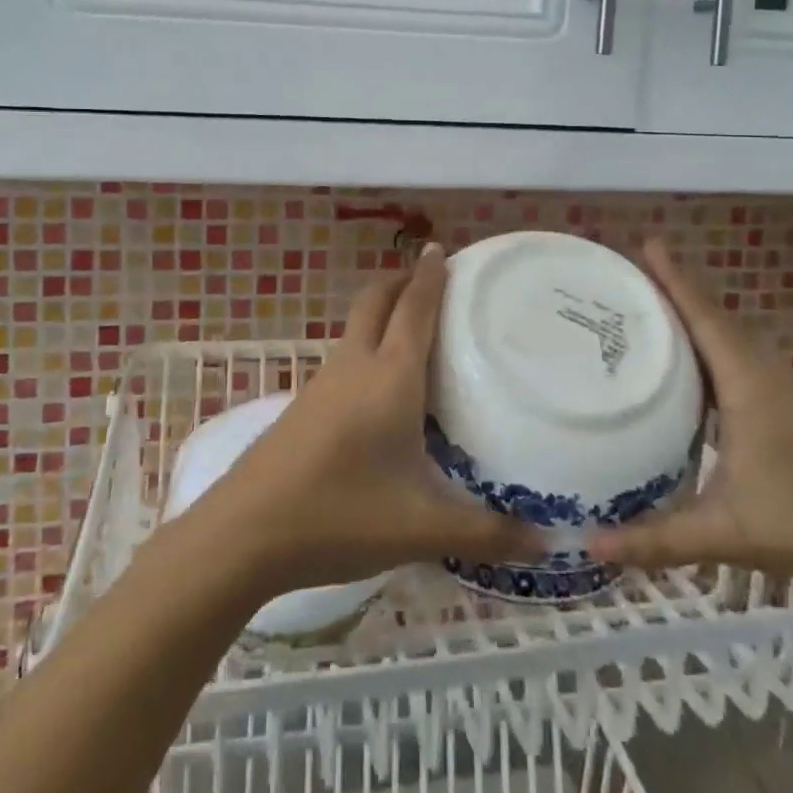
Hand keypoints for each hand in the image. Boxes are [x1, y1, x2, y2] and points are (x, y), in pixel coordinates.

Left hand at [196, 244, 542, 594]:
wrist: (244, 533)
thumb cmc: (340, 514)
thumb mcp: (421, 529)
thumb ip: (487, 534)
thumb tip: (548, 544)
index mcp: (389, 377)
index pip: (415, 308)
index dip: (431, 275)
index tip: (443, 248)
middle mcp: (354, 366)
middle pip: (376, 301)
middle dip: (402, 281)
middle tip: (431, 280)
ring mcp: (322, 384)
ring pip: (356, 328)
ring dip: (383, 314)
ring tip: (415, 333)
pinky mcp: (304, 406)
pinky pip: (344, 359)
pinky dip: (367, 349)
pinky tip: (380, 390)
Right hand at [586, 240, 792, 583]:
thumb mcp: (725, 531)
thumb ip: (658, 540)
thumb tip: (589, 546)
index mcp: (747, 387)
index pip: (706, 320)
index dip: (676, 282)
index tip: (648, 245)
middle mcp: (760, 376)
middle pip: (713, 317)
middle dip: (674, 289)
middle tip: (629, 271)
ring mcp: (774, 389)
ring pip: (725, 336)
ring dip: (691, 313)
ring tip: (648, 302)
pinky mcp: (779, 406)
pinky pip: (733, 356)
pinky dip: (705, 341)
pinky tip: (683, 357)